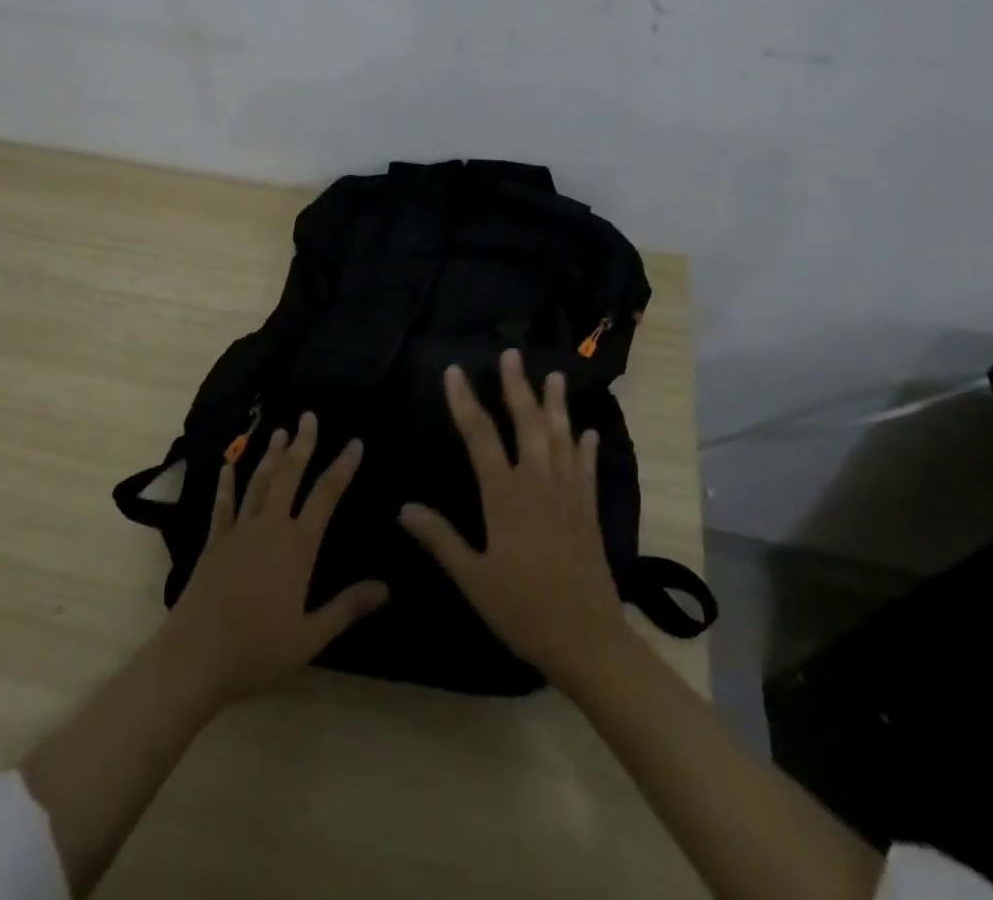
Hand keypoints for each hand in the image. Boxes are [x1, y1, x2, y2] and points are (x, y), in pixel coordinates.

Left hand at [160, 410, 388, 705]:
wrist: (195, 657)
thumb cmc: (257, 649)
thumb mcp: (310, 636)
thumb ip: (347, 607)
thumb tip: (386, 588)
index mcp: (298, 546)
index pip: (326, 496)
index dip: (342, 467)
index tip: (355, 442)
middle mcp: (270, 528)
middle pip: (289, 476)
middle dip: (302, 444)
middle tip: (309, 416)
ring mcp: (239, 531)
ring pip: (259, 482)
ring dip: (271, 456)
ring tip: (280, 431)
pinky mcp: (214, 543)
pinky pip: (223, 504)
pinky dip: (227, 482)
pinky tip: (227, 464)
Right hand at [399, 349, 633, 689]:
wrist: (587, 639)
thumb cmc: (523, 608)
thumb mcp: (473, 578)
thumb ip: (439, 538)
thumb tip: (404, 507)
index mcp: (504, 494)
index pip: (479, 435)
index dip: (464, 400)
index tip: (454, 370)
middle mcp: (538, 481)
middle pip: (526, 422)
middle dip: (516, 386)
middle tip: (511, 353)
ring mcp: (568, 492)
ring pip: (561, 436)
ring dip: (556, 404)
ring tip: (554, 375)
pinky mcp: (588, 509)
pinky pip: (586, 468)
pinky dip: (586, 447)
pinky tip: (588, 432)